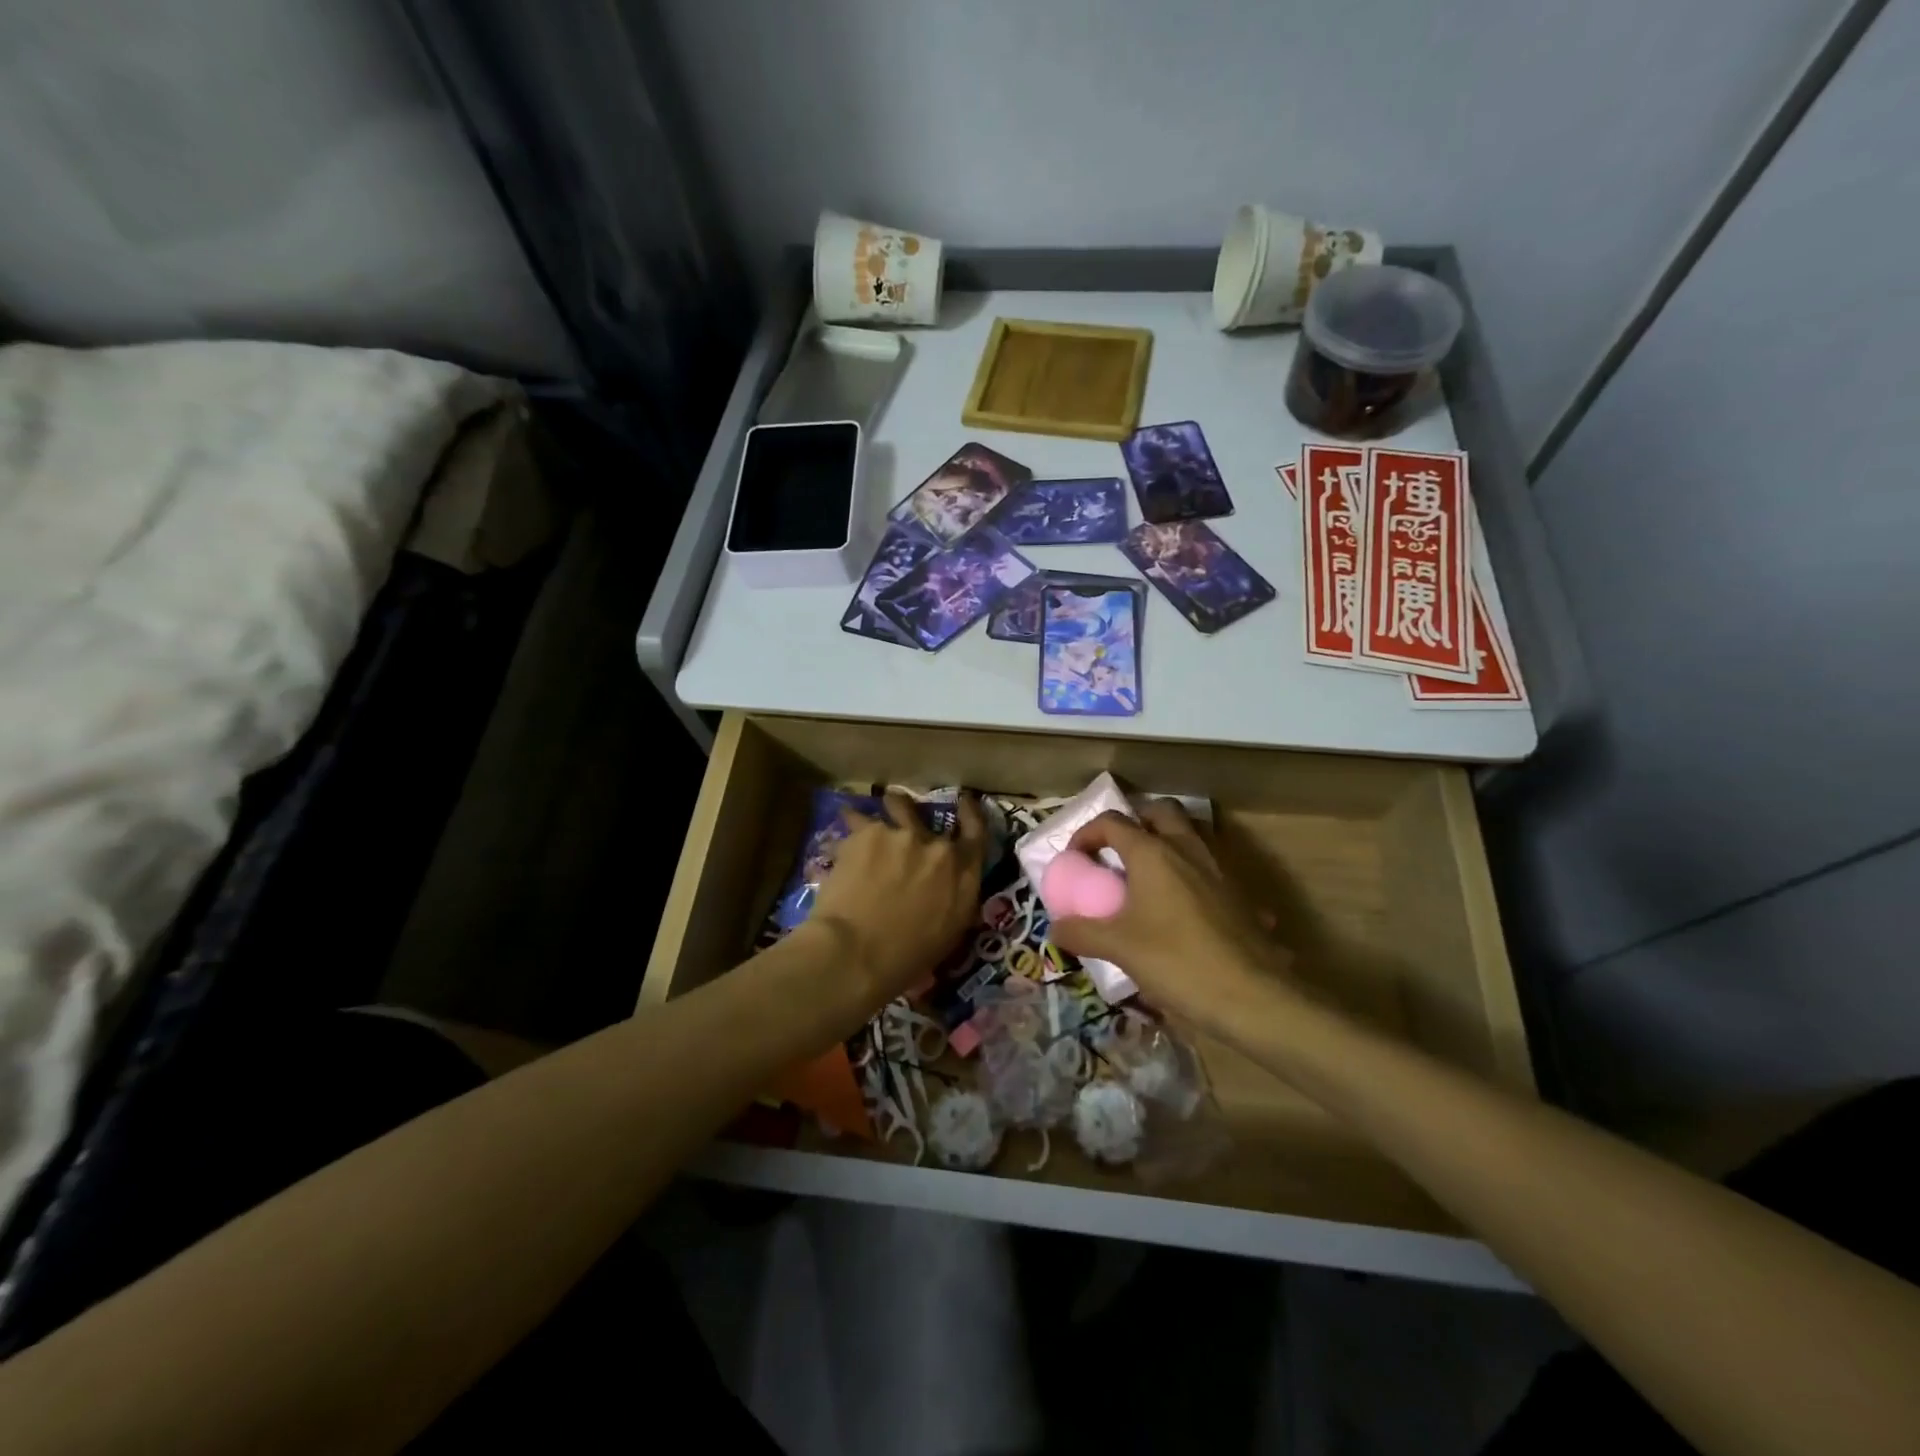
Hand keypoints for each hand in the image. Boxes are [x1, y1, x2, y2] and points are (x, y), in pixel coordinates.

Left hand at [809, 791, 986, 1004]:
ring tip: (873, 813)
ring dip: (890, 806)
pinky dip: (850, 827)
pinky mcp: (867, 832)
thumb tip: (944, 888)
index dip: (970, 813)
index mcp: (964, 875)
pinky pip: (857, 820)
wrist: (857, 953)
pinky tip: (840, 838)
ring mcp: (903, 835)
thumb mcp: (948, 933)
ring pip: (897, 804)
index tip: (964, 801)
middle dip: (917, 814)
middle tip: (905, 814)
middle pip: (930, 815)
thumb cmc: (906, 958)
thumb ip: (953, 898)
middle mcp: (938, 848)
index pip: (977, 831)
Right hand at [1048, 802, 1291, 1030]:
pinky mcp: (1241, 894)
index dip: (1088, 834)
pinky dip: (1195, 874)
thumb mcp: (1118, 948)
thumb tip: (1056, 928)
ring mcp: (1219, 869)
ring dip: (1169, 841)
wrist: (1252, 996)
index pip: (1112, 822)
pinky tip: (1189, 906)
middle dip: (1136, 822)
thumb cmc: (1176, 961)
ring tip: (1151, 874)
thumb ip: (1082, 933)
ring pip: (1192, 834)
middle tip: (1119, 850)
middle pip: (1160, 812)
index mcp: (1152, 853)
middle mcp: (1187, 849)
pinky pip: (1214, 868)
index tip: (1076, 859)